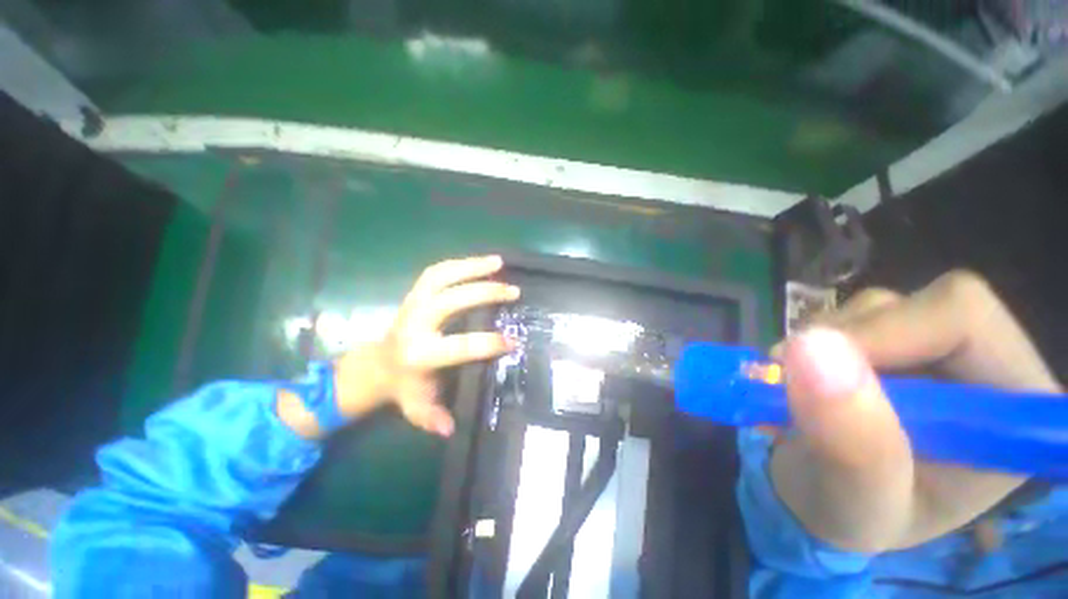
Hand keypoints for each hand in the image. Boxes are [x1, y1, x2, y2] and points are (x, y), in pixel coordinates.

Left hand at [280, 256, 518, 438]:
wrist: (376, 364)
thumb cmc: (403, 385)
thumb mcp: (416, 407)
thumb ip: (432, 418)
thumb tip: (450, 429)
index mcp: (419, 354)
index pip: (459, 346)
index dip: (488, 343)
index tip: (513, 341)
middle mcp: (415, 323)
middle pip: (450, 301)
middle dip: (484, 293)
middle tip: (513, 291)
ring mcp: (413, 303)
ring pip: (441, 277)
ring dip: (471, 267)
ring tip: (499, 262)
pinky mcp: (414, 293)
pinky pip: (437, 272)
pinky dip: (460, 264)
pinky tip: (481, 262)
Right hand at [770, 270, 1060, 552]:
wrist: (824, 496)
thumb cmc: (854, 514)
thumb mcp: (857, 499)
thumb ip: (852, 439)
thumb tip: (811, 349)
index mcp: (1010, 407)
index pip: (962, 317)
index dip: (882, 332)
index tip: (813, 373)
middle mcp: (983, 363)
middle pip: (911, 305)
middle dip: (838, 344)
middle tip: (794, 387)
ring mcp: (934, 347)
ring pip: (867, 308)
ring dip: (814, 348)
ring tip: (798, 396)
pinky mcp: (891, 341)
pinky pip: (839, 319)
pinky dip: (804, 348)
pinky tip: (798, 383)